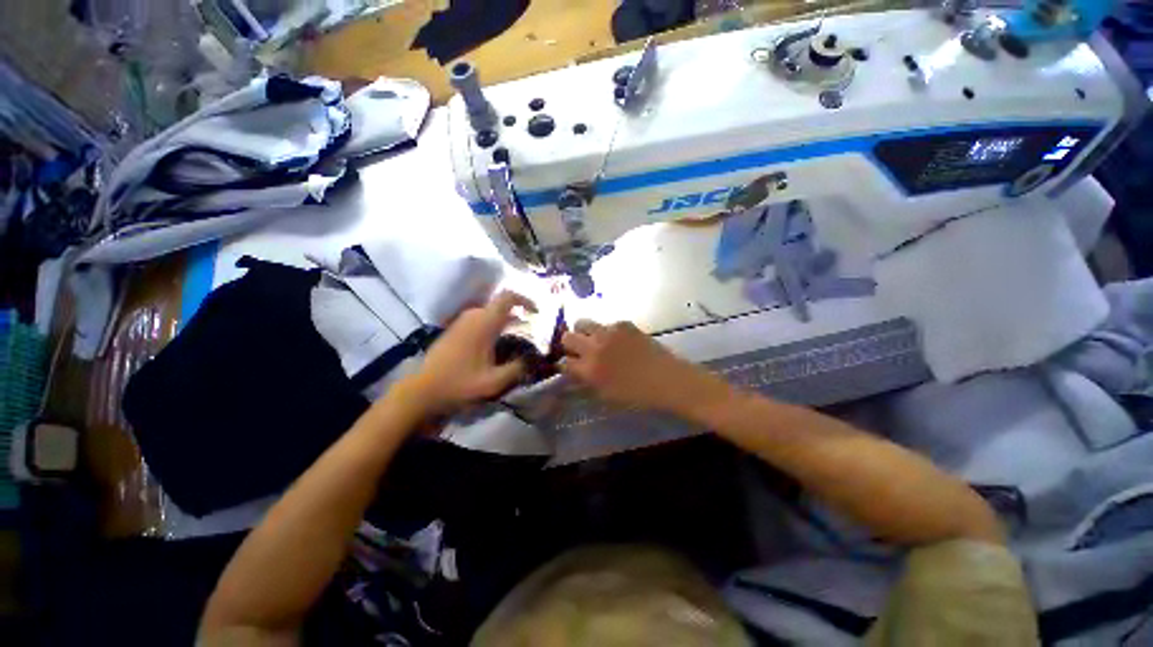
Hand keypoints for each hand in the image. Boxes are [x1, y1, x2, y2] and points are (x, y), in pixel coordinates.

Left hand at [400, 291, 536, 415]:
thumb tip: (535, 358)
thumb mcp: (494, 382)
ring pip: (489, 313)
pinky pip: (479, 320)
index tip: (536, 312)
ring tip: (516, 338)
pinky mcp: (454, 331)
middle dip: (517, 314)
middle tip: (530, 329)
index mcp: (484, 323)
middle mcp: (472, 317)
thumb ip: (518, 368)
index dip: (525, 300)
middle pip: (500, 306)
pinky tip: (495, 345)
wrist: (422, 392)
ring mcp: (461, 323)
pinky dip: (492, 326)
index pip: (507, 297)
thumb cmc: (459, 385)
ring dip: (505, 321)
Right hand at [560, 320, 725, 413]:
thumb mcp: (606, 395)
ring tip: (594, 341)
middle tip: (578, 351)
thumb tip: (575, 371)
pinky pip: (605, 324)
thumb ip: (587, 381)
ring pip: (582, 323)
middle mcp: (595, 347)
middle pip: (567, 337)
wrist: (668, 380)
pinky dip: (606, 332)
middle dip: (569, 345)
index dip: (565, 365)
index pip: (564, 363)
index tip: (569, 366)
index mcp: (590, 370)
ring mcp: (609, 332)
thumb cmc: (638, 395)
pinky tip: (618, 341)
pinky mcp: (623, 324)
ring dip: (583, 332)